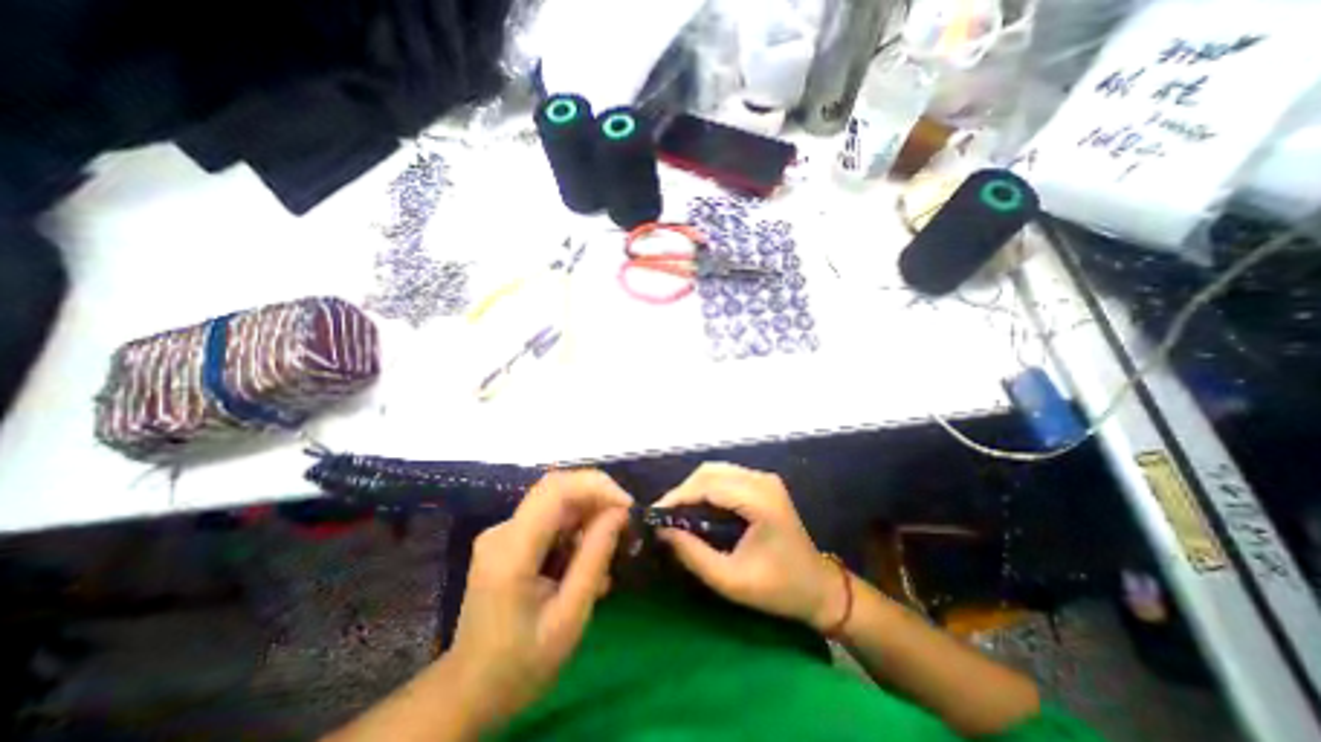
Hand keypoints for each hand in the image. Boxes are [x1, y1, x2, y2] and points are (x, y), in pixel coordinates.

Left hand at [442, 469, 629, 731]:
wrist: (470, 692)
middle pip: (557, 490)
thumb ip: (595, 558)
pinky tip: (586, 563)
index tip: (627, 506)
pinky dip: (575, 532)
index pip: (556, 490)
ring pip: (557, 504)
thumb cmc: (521, 664)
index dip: (596, 486)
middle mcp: (503, 530)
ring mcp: (503, 533)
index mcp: (512, 551)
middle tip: (625, 524)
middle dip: (597, 498)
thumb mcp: (569, 617)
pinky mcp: (509, 540)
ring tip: (609, 553)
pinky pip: (550, 521)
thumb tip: (620, 512)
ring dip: (588, 518)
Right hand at [656, 462, 838, 631]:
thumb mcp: (731, 581)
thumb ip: (694, 555)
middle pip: (711, 472)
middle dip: (684, 490)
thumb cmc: (778, 589)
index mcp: (760, 502)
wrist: (818, 586)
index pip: (709, 485)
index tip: (655, 513)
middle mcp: (762, 481)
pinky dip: (707, 487)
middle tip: (665, 515)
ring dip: (693, 487)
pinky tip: (698, 506)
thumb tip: (663, 532)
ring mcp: (765, 479)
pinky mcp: (764, 483)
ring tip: (677, 512)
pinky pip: (726, 476)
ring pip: (716, 470)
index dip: (679, 496)